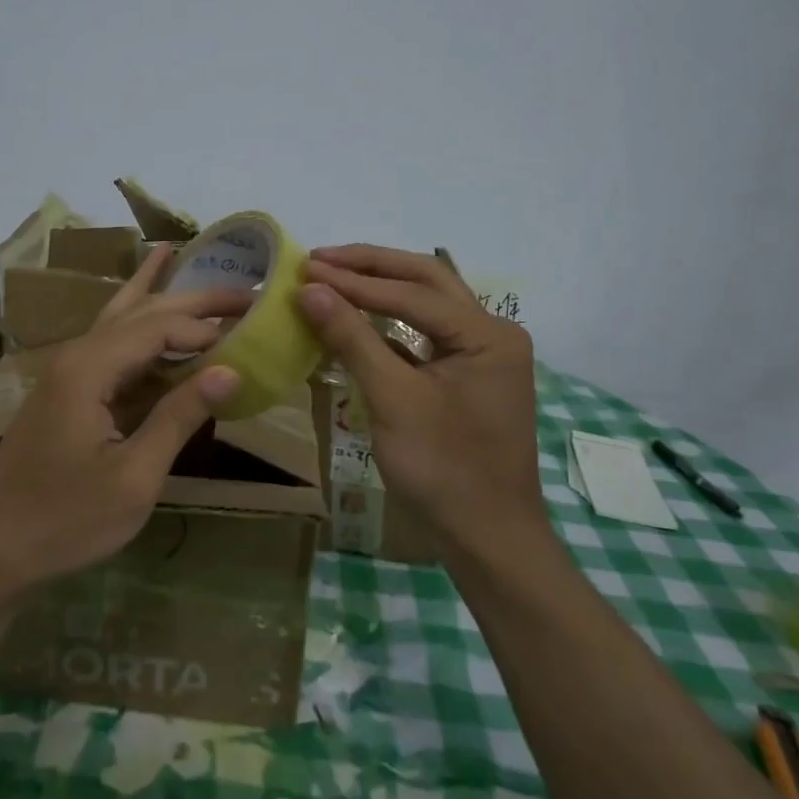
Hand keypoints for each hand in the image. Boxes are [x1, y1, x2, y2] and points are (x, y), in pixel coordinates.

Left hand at [0, 245, 246, 603]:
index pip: (159, 328)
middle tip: (245, 289)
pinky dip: (136, 324)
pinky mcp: (67, 391)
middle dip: (192, 299)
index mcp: (89, 368)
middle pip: (140, 311)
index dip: (205, 330)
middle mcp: (76, 355)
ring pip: (119, 318)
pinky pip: (110, 344)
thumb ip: (179, 417)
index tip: (248, 341)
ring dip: (157, 296)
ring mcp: (67, 371)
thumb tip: (230, 370)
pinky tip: (144, 308)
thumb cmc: (64, 520)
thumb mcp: (133, 477)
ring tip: (179, 255)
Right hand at [300, 244, 545, 550]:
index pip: (412, 293)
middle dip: (370, 266)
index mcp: (488, 334)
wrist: (488, 539)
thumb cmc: (444, 469)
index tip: (305, 269)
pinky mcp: (468, 374)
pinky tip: (355, 317)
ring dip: (380, 287)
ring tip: (332, 276)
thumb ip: (352, 338)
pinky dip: (388, 322)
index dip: (354, 280)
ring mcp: (483, 353)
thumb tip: (309, 289)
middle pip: (425, 281)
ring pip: (426, 303)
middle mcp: (492, 332)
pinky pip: (425, 333)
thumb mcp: (392, 400)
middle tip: (319, 259)